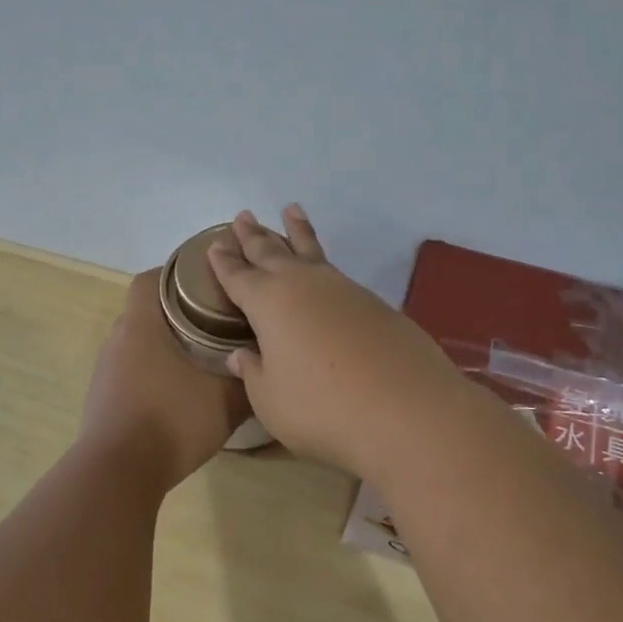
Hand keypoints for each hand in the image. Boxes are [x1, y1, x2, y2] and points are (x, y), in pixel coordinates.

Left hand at [79, 268, 249, 489]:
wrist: (117, 474)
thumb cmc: (171, 422)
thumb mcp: (224, 403)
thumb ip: (248, 383)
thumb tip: (267, 372)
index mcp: (141, 326)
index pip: (151, 279)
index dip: (176, 273)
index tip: (207, 282)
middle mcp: (117, 341)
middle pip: (146, 311)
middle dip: (178, 312)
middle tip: (214, 321)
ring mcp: (105, 371)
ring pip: (138, 343)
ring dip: (164, 345)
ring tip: (200, 358)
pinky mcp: (102, 399)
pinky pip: (130, 372)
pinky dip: (152, 373)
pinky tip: (176, 394)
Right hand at [206, 206, 466, 478]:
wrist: (407, 411)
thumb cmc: (322, 408)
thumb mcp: (271, 400)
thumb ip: (254, 373)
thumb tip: (241, 355)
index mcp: (268, 303)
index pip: (238, 276)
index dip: (224, 262)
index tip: (215, 244)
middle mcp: (304, 285)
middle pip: (272, 252)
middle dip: (255, 236)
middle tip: (243, 216)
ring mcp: (344, 290)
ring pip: (312, 252)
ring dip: (297, 232)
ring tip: (291, 210)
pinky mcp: (375, 304)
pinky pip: (337, 273)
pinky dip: (324, 262)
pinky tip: (325, 271)